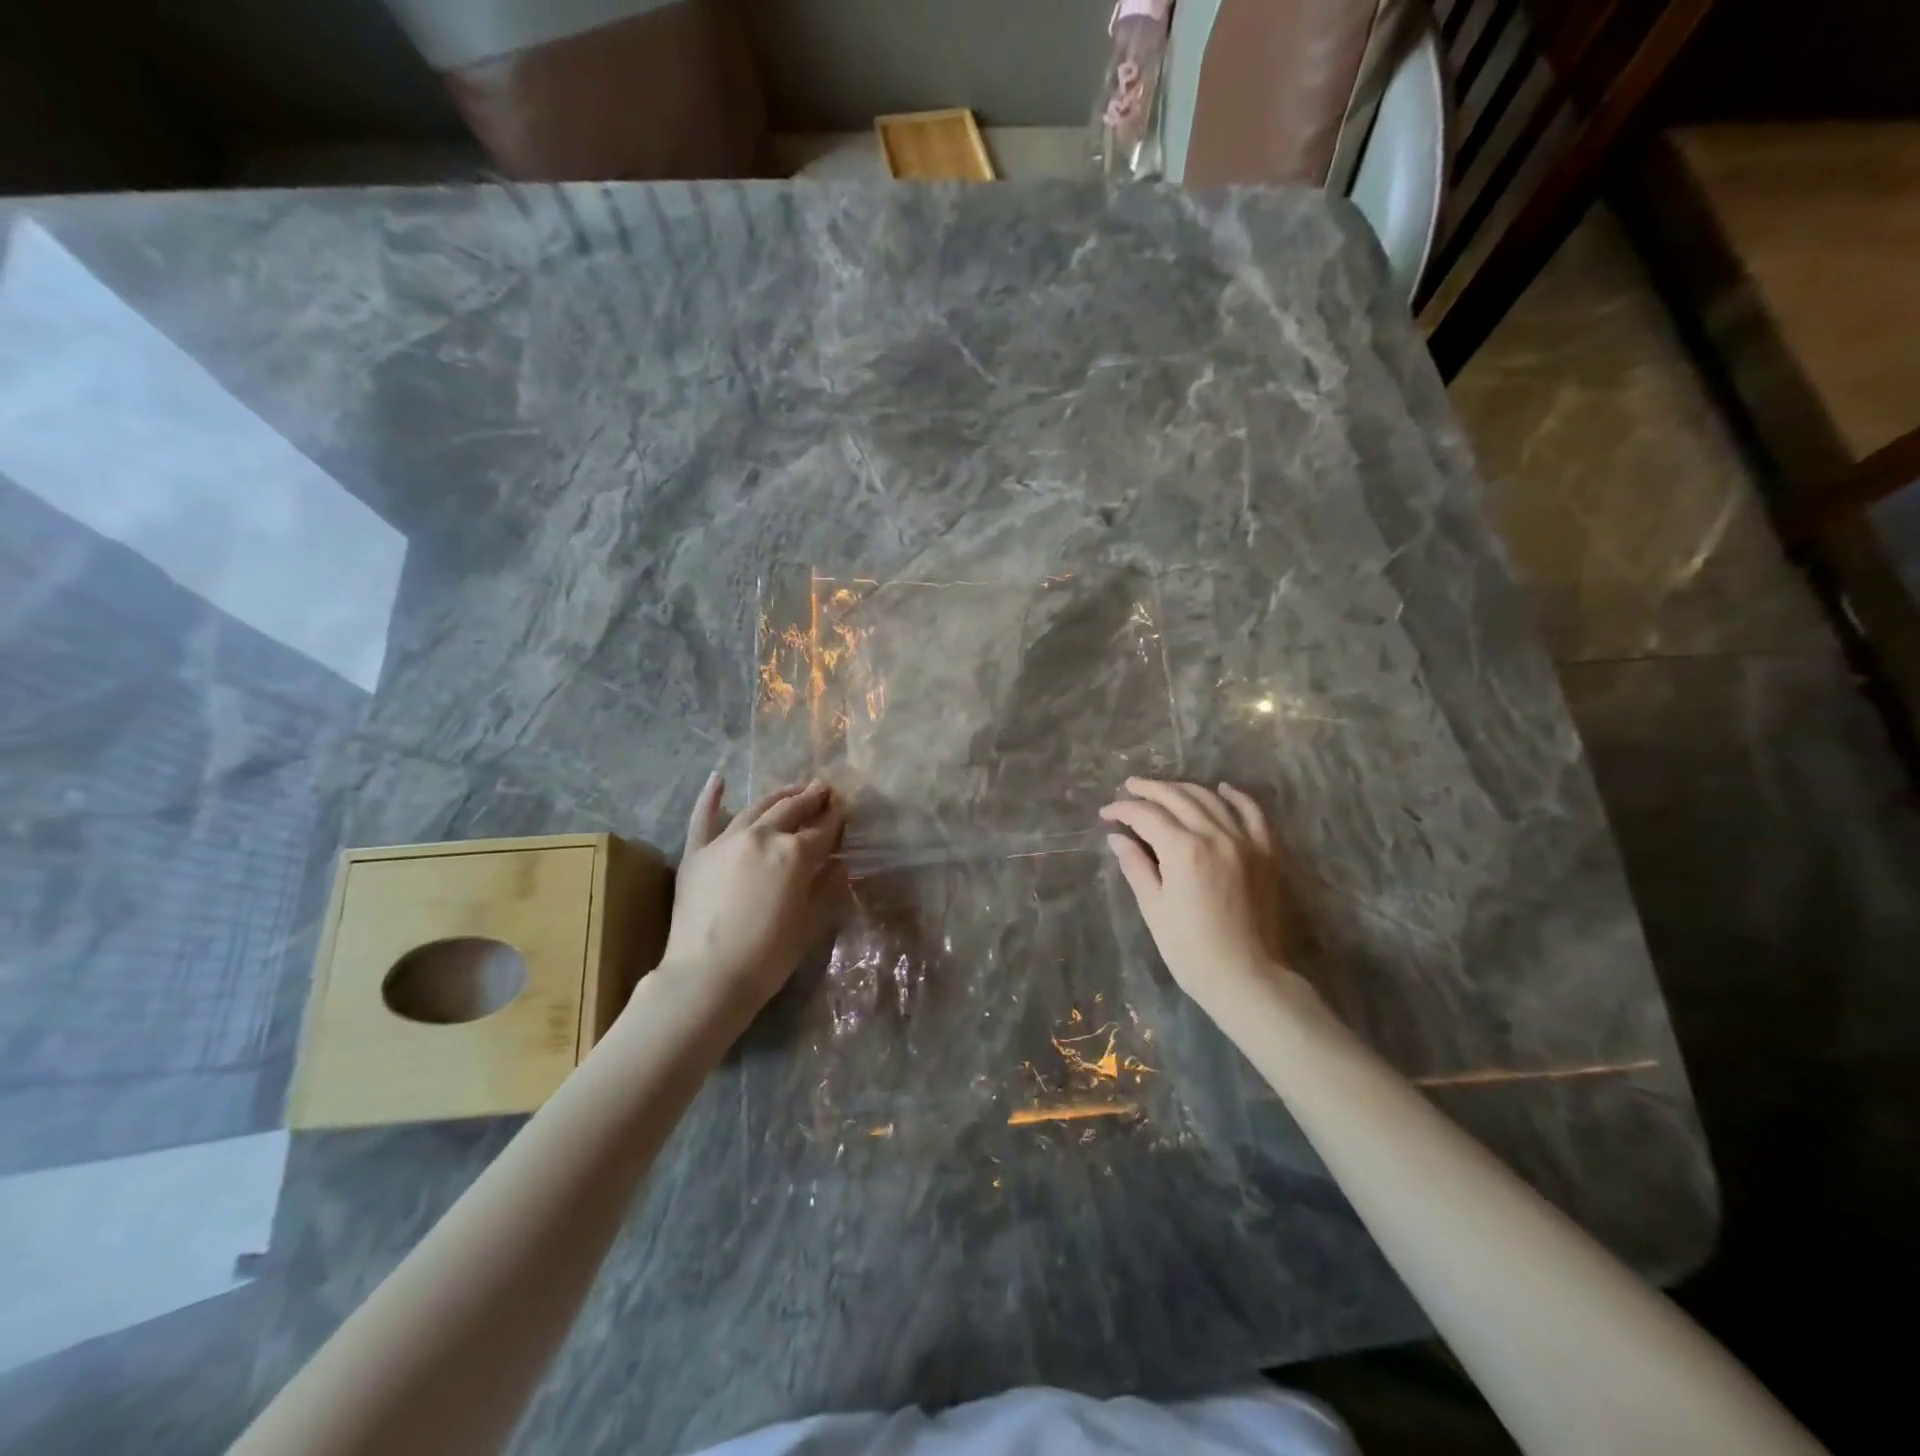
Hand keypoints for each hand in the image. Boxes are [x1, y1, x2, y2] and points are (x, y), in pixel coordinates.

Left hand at [656, 774, 847, 1021]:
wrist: (707, 977)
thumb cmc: (768, 957)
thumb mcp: (810, 923)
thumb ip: (826, 888)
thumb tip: (838, 865)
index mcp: (795, 854)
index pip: (823, 829)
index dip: (836, 816)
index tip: (843, 806)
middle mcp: (763, 836)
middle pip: (792, 809)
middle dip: (811, 797)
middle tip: (823, 789)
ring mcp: (726, 840)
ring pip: (757, 807)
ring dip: (778, 795)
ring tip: (793, 789)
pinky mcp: (697, 852)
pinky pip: (703, 817)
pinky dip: (711, 796)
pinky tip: (719, 779)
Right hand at [1099, 778, 1311, 1016]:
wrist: (1248, 978)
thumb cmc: (1191, 950)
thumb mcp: (1154, 909)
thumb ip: (1136, 866)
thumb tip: (1117, 838)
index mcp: (1184, 850)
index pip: (1147, 815)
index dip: (1123, 810)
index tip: (1106, 814)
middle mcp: (1216, 835)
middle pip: (1177, 798)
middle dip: (1149, 790)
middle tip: (1128, 788)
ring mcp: (1246, 841)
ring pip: (1211, 799)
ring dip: (1183, 789)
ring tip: (1164, 789)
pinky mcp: (1267, 852)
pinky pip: (1253, 813)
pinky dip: (1236, 797)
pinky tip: (1222, 789)